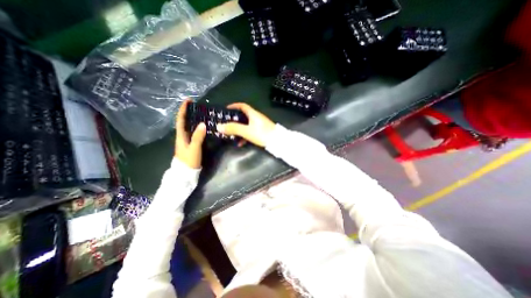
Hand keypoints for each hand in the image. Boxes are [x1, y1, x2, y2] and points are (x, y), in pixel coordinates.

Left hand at [176, 100, 206, 168]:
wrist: (186, 173)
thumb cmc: (189, 160)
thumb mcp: (194, 148)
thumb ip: (198, 136)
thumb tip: (203, 123)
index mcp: (181, 135)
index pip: (180, 119)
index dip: (183, 109)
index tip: (188, 100)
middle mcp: (182, 136)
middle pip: (184, 121)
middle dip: (189, 112)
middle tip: (198, 106)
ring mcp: (187, 140)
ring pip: (190, 127)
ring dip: (194, 119)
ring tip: (202, 114)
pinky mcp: (192, 144)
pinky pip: (194, 132)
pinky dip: (198, 127)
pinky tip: (204, 127)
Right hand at [216, 104, 275, 147]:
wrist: (277, 142)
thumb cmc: (262, 134)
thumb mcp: (246, 131)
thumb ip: (233, 128)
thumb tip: (219, 126)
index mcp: (253, 114)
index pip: (242, 106)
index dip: (234, 106)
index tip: (226, 109)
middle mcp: (256, 117)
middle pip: (243, 116)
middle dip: (234, 120)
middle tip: (226, 125)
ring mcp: (259, 125)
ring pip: (246, 125)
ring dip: (239, 130)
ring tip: (231, 136)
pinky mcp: (262, 132)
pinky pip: (250, 132)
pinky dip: (245, 136)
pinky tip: (241, 143)